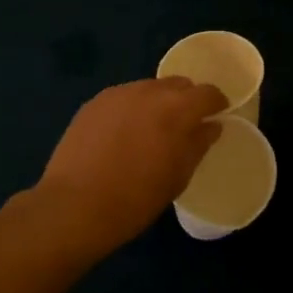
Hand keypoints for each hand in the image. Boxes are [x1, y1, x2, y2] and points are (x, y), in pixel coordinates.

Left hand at [33, 78, 228, 259]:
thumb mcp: (178, 177)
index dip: (217, 103)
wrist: (74, 207)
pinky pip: (124, 98)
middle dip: (187, 100)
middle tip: (184, 126)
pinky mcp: (94, 103)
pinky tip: (123, 135)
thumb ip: (198, 144)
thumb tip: (210, 126)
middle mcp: (150, 91)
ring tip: (150, 131)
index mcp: (178, 108)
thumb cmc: (135, 198)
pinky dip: (132, 109)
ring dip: (158, 103)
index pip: (208, 93)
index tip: (217, 116)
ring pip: (149, 89)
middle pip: (179, 85)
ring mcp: (119, 94)